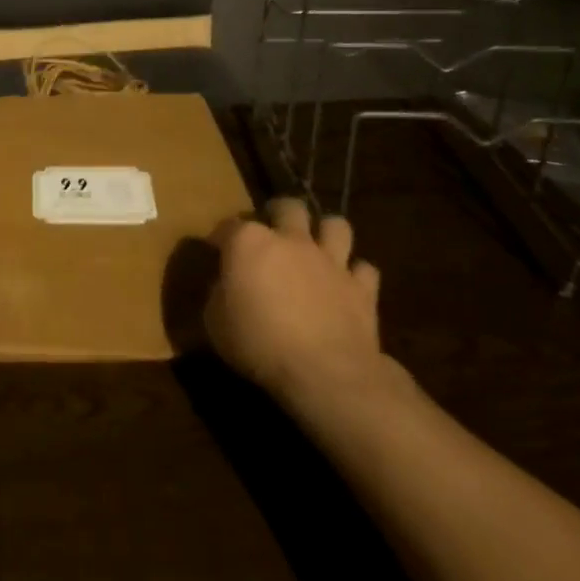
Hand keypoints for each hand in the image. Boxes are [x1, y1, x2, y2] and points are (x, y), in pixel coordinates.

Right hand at [205, 198, 393, 424]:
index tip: (216, 250)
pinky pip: (364, 269)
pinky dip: (356, 274)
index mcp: (249, 242)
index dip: (221, 237)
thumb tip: (226, 286)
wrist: (324, 373)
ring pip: (336, 225)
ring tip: (317, 248)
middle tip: (273, 234)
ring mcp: (330, 260)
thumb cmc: (258, 343)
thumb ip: (220, 293)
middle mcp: (291, 240)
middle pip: (288, 207)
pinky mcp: (362, 288)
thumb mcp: (215, 321)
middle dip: (280, 213)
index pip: (229, 225)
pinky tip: (347, 286)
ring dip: (326, 233)